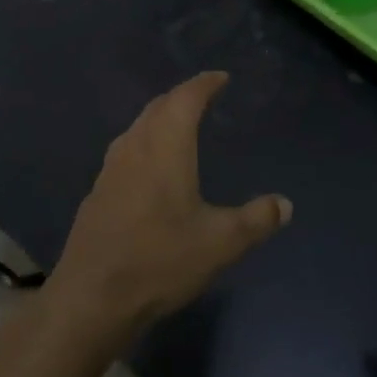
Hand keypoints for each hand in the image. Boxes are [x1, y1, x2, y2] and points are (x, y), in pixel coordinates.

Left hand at [40, 71, 290, 350]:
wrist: (91, 299)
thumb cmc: (160, 261)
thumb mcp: (221, 243)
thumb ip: (257, 220)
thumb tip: (285, 204)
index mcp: (165, 148)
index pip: (185, 99)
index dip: (204, 84)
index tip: (220, 77)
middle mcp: (134, 149)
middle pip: (156, 108)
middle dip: (181, 97)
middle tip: (202, 97)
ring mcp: (110, 171)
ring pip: (136, 129)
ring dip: (159, 119)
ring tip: (178, 126)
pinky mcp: (97, 195)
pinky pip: (125, 153)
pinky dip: (144, 144)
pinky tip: (150, 169)